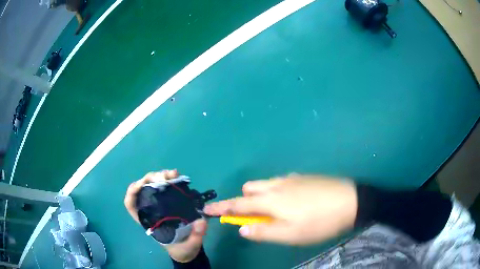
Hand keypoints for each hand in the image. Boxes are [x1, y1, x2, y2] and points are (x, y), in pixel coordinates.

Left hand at [124, 170, 207, 262]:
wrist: (188, 250)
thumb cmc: (183, 249)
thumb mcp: (190, 245)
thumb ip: (196, 235)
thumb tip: (202, 221)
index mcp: (148, 222)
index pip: (131, 205)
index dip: (132, 193)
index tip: (141, 185)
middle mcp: (150, 211)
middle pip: (142, 190)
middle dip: (150, 179)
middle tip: (165, 177)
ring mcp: (159, 205)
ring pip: (153, 185)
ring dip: (160, 176)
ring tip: (173, 174)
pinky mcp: (169, 201)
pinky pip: (165, 187)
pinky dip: (169, 180)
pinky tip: (177, 177)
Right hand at [204, 174, 357, 244]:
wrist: (351, 201)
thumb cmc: (319, 222)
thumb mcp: (290, 234)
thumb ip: (263, 232)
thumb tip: (242, 228)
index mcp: (271, 200)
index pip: (238, 204)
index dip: (221, 208)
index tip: (207, 209)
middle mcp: (277, 185)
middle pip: (250, 188)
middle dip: (245, 200)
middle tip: (256, 217)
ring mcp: (291, 179)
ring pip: (266, 184)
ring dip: (261, 196)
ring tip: (275, 212)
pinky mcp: (303, 177)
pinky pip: (281, 182)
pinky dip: (276, 191)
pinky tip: (292, 202)